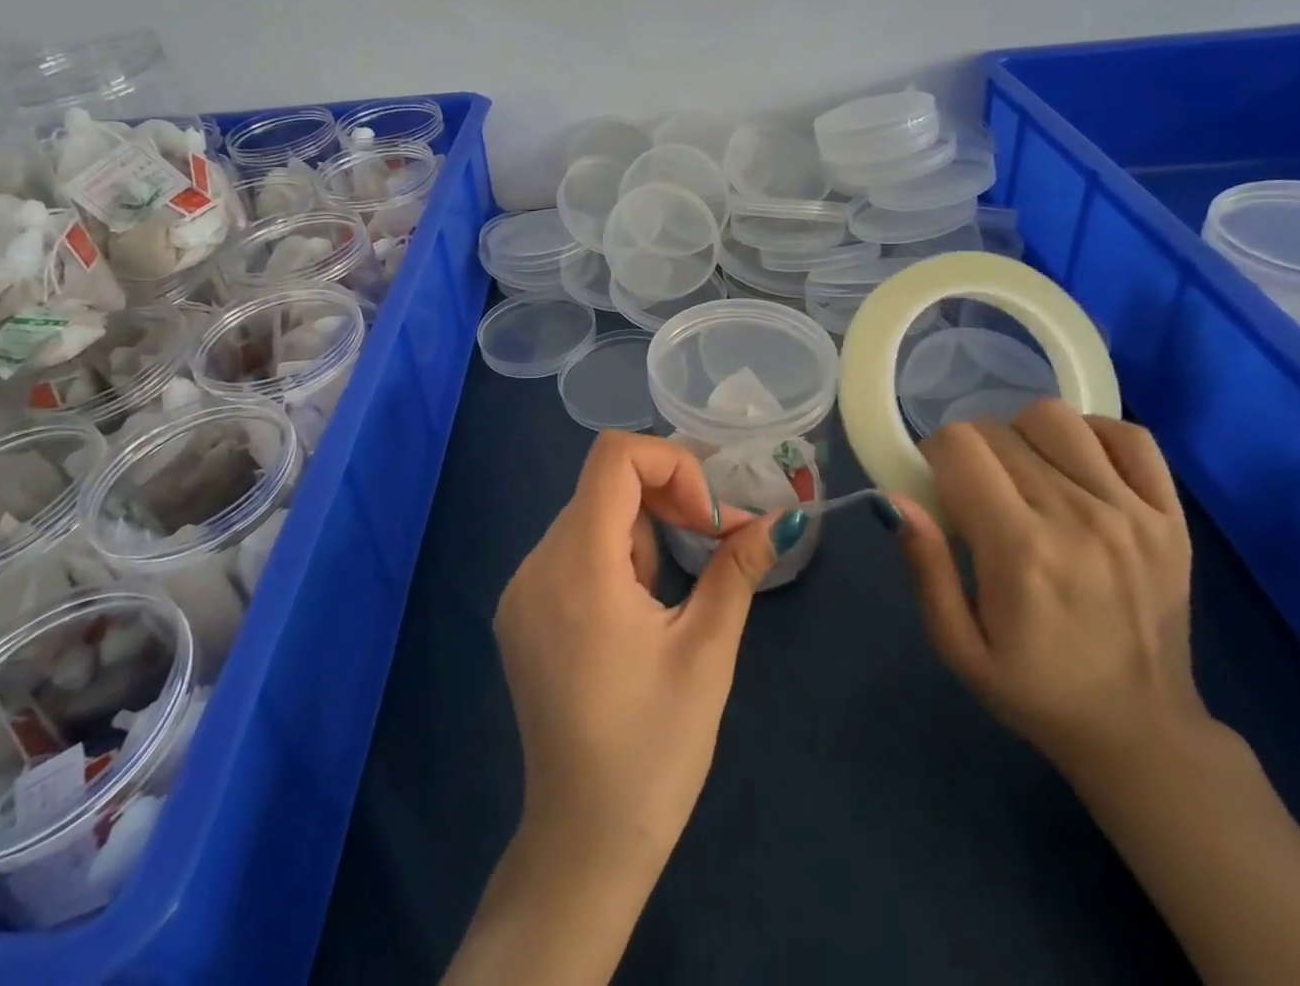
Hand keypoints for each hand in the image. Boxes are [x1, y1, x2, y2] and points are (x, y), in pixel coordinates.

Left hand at [494, 429, 789, 870]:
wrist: (582, 842)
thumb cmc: (654, 751)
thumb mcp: (706, 653)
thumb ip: (737, 569)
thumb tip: (779, 518)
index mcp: (578, 566)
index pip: (614, 456)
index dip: (671, 464)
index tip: (707, 518)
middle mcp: (536, 564)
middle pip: (603, 484)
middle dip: (665, 500)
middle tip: (711, 546)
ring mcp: (520, 588)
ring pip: (589, 515)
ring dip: (640, 532)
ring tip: (668, 599)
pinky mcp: (519, 612)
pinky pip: (570, 550)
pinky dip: (610, 555)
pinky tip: (633, 613)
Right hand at [883, 399, 1205, 778]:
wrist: (1143, 734)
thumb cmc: (1036, 690)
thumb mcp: (958, 645)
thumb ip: (926, 567)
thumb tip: (894, 498)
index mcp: (1019, 549)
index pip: (959, 446)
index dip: (935, 455)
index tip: (939, 487)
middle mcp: (1077, 517)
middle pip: (999, 430)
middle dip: (972, 451)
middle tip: (977, 493)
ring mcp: (1132, 513)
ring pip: (1057, 418)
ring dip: (1025, 435)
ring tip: (1025, 473)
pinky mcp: (1171, 518)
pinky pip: (1130, 436)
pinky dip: (1095, 435)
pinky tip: (1077, 465)